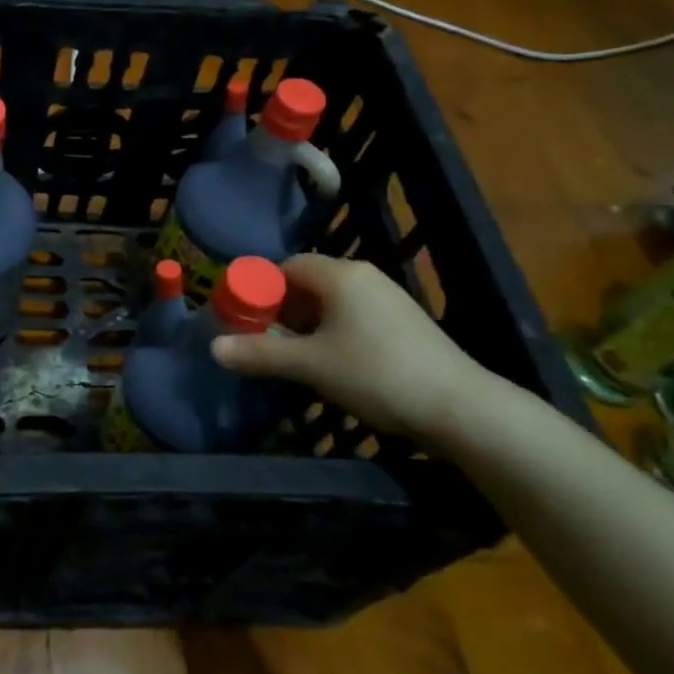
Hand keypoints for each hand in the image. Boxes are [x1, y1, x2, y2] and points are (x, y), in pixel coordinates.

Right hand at [210, 255, 489, 440]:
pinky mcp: (403, 324)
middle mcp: (364, 277)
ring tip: (289, 357)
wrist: (460, 408)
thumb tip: (213, 349)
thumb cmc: (376, 374)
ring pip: (330, 303)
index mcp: (341, 275)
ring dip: (304, 325)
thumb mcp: (310, 365)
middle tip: (260, 341)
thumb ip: (260, 354)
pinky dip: (330, 333)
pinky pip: (352, 317)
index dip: (259, 289)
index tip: (242, 318)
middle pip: (307, 283)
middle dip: (279, 310)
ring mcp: (388, 300)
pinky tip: (328, 364)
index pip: (286, 266)